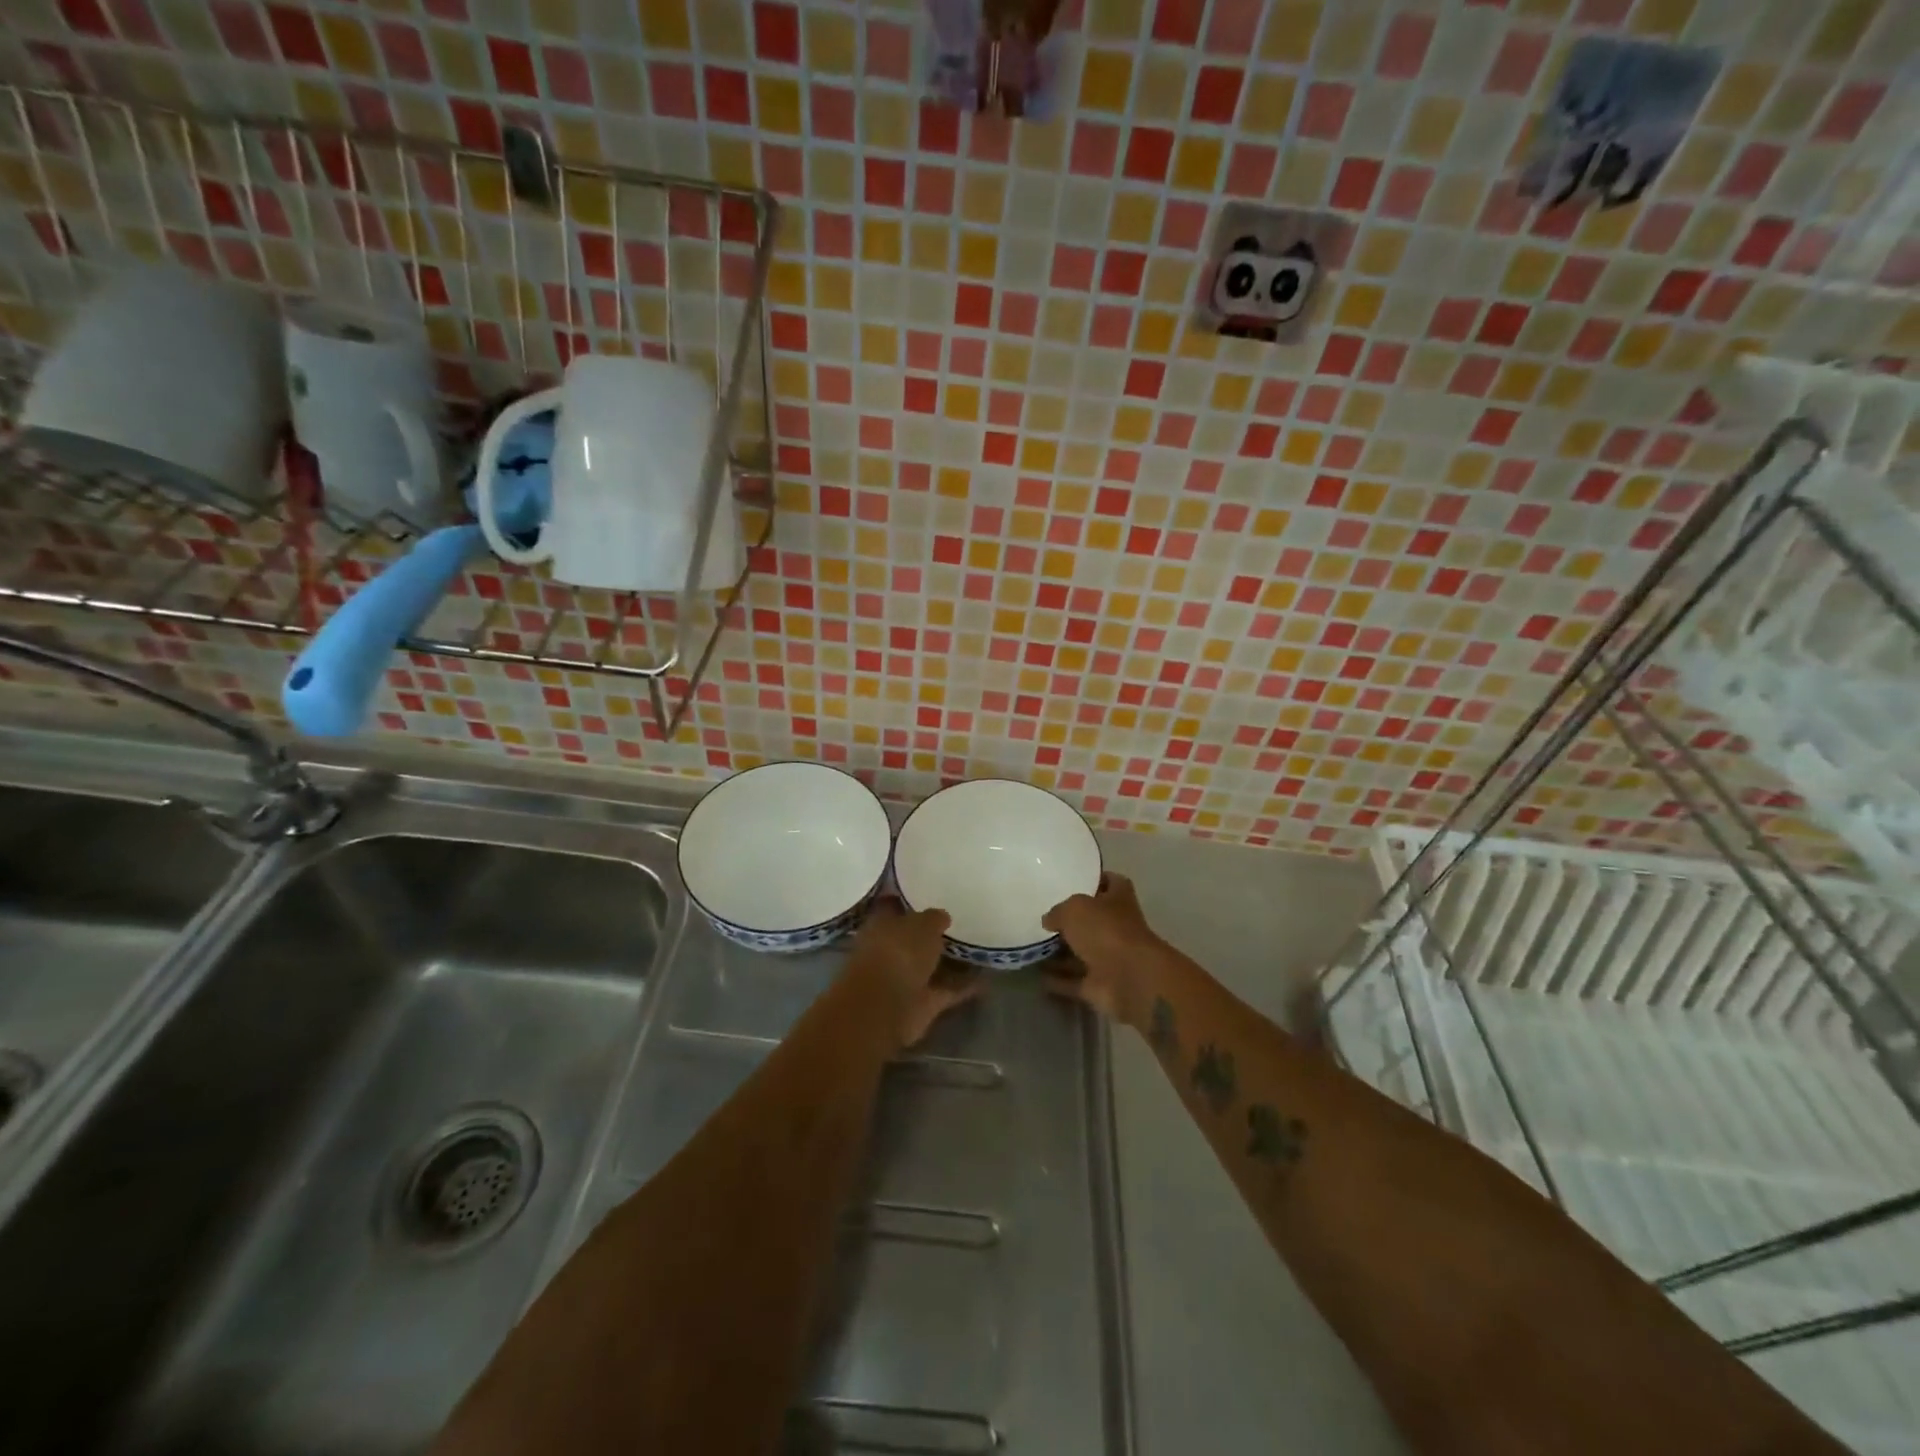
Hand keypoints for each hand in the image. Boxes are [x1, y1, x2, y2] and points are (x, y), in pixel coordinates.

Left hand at [844, 899, 982, 1050]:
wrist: (886, 1006)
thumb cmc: (899, 952)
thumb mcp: (923, 924)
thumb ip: (934, 918)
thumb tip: (942, 917)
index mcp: (881, 925)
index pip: (893, 906)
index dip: (908, 900)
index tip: (929, 893)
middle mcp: (889, 951)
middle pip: (912, 938)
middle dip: (930, 933)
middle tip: (959, 921)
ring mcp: (903, 978)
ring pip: (928, 965)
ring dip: (949, 961)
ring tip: (976, 949)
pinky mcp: (920, 1003)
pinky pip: (945, 990)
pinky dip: (963, 987)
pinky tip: (986, 979)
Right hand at [1041, 872, 1166, 1028]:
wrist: (1129, 980)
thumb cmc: (1106, 931)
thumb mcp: (1074, 908)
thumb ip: (1058, 911)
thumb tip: (1049, 920)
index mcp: (1119, 900)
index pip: (1112, 883)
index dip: (1097, 880)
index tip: (1074, 881)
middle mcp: (1117, 927)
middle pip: (1093, 921)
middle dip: (1070, 921)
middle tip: (1042, 917)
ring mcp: (1110, 958)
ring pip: (1081, 952)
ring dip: (1060, 953)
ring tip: (1032, 946)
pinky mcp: (1100, 985)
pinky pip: (1074, 981)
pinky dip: (1058, 980)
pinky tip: (1036, 976)